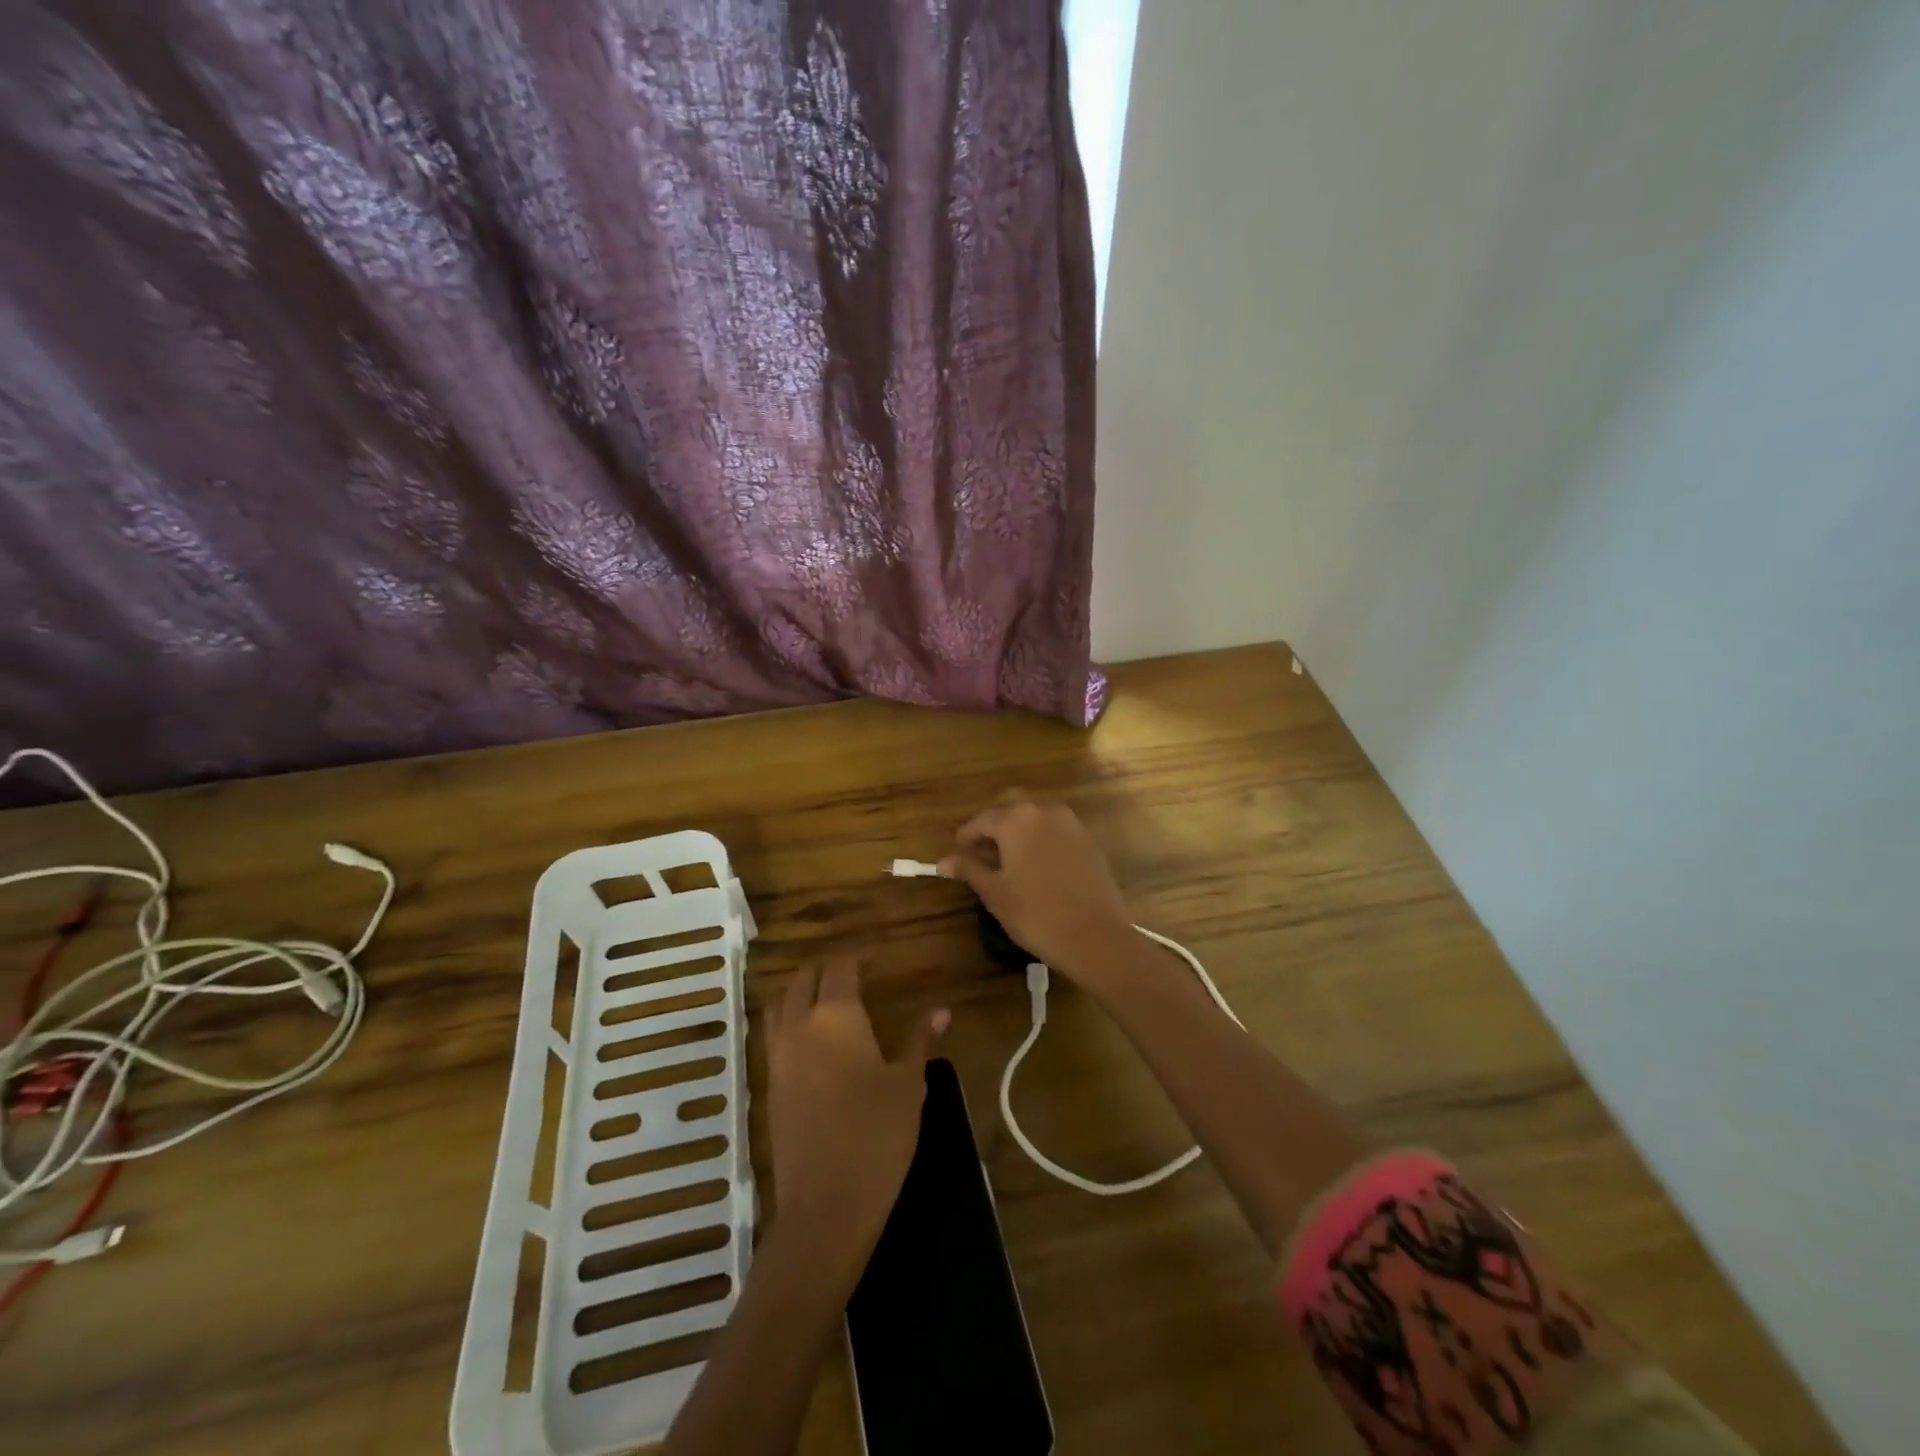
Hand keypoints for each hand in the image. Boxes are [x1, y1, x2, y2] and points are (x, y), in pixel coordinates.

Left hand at [766, 957, 947, 1253]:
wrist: (824, 1206)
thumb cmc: (876, 1136)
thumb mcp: (908, 1084)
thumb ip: (920, 1040)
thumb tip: (942, 1010)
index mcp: (835, 1016)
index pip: (840, 966)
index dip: (855, 955)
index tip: (873, 957)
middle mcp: (799, 1025)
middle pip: (803, 978)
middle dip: (825, 967)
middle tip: (851, 971)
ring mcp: (778, 1056)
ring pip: (780, 1003)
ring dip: (800, 990)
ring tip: (826, 996)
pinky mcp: (769, 1085)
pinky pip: (773, 1034)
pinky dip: (788, 1020)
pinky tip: (811, 1039)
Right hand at [938, 791, 1135, 983]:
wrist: (1096, 937)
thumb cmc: (1036, 915)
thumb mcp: (995, 893)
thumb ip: (969, 869)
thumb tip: (944, 861)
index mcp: (1017, 818)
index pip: (981, 820)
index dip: (965, 838)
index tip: (957, 857)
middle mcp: (1044, 809)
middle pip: (1010, 804)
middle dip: (993, 824)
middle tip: (982, 853)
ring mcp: (1071, 822)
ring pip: (1035, 813)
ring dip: (1017, 828)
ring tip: (1007, 861)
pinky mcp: (1088, 839)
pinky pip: (1055, 828)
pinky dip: (1040, 837)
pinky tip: (1035, 867)